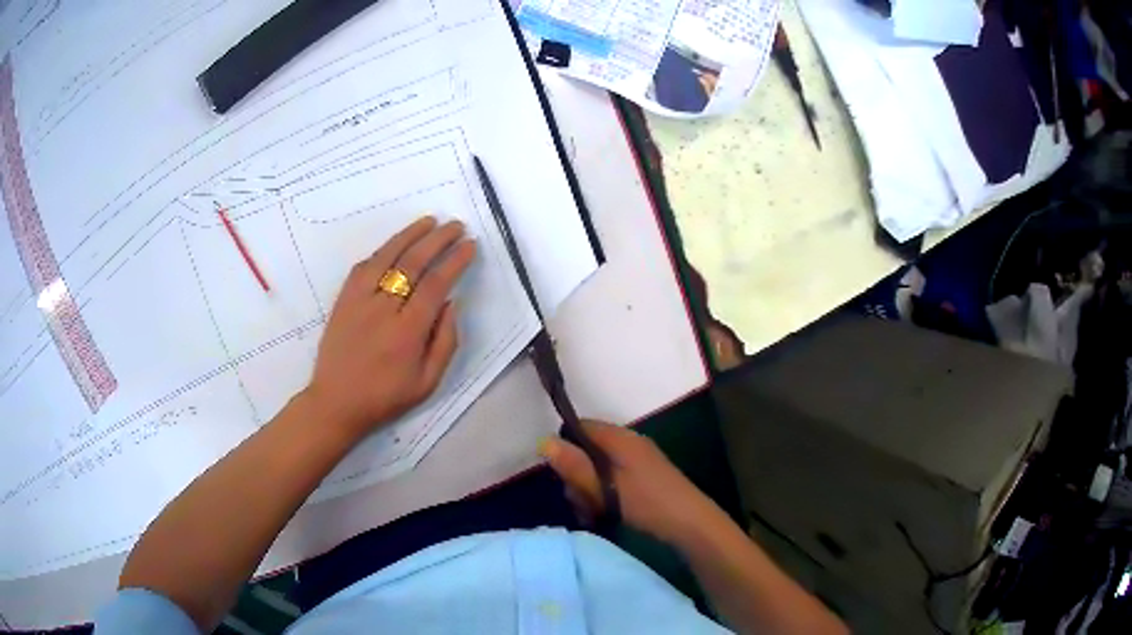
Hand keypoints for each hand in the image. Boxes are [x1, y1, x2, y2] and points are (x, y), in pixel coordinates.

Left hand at [304, 216, 476, 439]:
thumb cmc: (385, 397)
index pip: (435, 285)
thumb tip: (450, 303)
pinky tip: (395, 244)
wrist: (336, 402)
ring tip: (430, 221)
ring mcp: (359, 301)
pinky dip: (382, 251)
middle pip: (413, 263)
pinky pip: (363, 266)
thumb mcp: (427, 383)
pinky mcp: (343, 299)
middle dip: (438, 240)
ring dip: (410, 235)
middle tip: (456, 226)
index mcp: (407, 333)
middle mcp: (383, 310)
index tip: (470, 246)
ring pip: (387, 257)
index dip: (455, 261)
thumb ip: (445, 342)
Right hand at [540, 420, 719, 543]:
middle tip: (579, 501)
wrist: (690, 523)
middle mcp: (628, 444)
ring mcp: (637, 462)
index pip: (582, 427)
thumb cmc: (647, 502)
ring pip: (598, 469)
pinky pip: (612, 480)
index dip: (565, 445)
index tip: (560, 473)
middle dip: (576, 476)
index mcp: (620, 438)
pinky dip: (603, 496)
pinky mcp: (642, 479)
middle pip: (587, 450)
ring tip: (591, 513)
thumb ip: (575, 466)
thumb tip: (543, 441)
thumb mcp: (605, 487)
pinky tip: (602, 515)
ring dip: (588, 491)